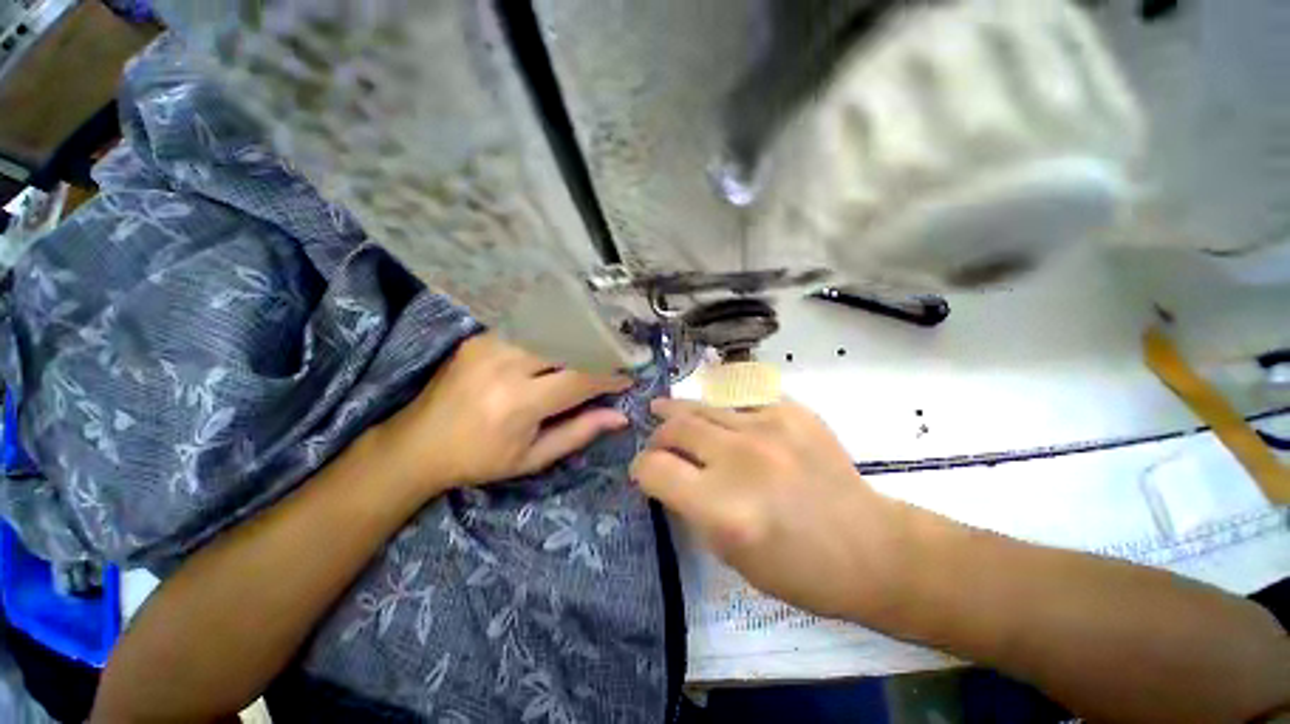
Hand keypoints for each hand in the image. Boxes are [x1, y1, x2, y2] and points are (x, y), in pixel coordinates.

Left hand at [371, 334, 631, 496]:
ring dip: (579, 337)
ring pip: (551, 329)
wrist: (416, 444)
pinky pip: (530, 327)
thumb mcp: (532, 458)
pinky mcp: (481, 337)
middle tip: (617, 359)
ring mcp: (489, 345)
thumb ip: (579, 433)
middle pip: (569, 344)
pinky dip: (554, 332)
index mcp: (519, 403)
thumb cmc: (478, 460)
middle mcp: (505, 365)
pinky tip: (564, 342)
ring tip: (595, 350)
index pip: (581, 378)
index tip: (628, 377)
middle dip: (600, 349)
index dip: (611, 376)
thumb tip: (620, 417)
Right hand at [631, 399, 909, 620]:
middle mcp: (741, 458)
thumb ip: (692, 508)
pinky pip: (741, 396)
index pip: (655, 469)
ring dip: (679, 410)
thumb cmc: (799, 569)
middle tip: (658, 441)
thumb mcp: (730, 555)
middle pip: (676, 427)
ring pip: (704, 405)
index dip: (641, 469)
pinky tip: (714, 405)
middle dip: (658, 436)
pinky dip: (721, 402)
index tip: (644, 472)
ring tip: (664, 408)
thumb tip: (670, 474)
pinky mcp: (792, 411)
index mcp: (722, 507)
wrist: (870, 547)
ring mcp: (769, 427)